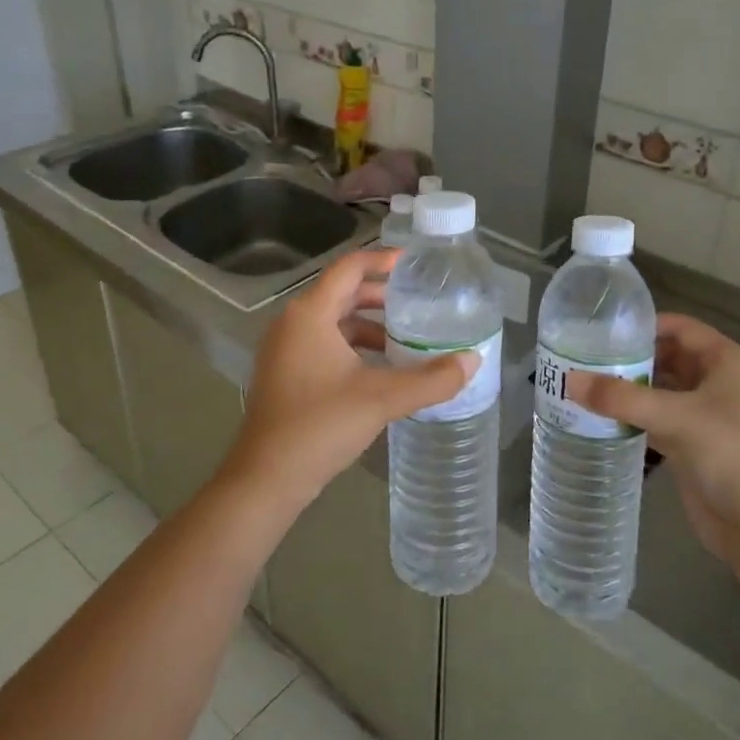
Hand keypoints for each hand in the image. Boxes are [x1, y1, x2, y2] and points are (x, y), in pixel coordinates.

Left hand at [220, 248, 478, 513]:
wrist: (266, 479)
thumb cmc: (320, 425)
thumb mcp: (382, 399)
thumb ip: (431, 379)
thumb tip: (473, 361)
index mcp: (310, 314)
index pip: (350, 267)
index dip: (383, 260)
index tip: (415, 264)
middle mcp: (293, 323)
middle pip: (342, 292)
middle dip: (381, 295)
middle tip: (420, 302)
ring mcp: (285, 349)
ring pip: (334, 321)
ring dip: (369, 324)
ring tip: (407, 337)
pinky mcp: (285, 373)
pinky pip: (324, 344)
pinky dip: (353, 346)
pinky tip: (380, 368)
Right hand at [566, 314, 739, 562]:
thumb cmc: (732, 454)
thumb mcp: (675, 417)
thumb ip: (621, 398)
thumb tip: (569, 381)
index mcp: (728, 363)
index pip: (683, 328)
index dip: (647, 325)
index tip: (605, 328)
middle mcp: (721, 384)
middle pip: (671, 359)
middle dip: (633, 359)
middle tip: (587, 357)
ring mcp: (709, 418)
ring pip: (664, 393)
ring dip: (632, 390)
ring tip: (587, 384)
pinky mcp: (696, 449)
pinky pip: (660, 423)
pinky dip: (636, 419)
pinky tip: (603, 419)